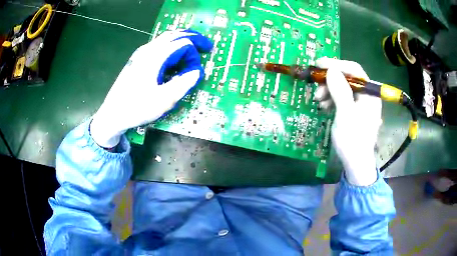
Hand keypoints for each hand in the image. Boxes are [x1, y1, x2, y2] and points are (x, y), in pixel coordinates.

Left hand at [90, 30, 212, 147]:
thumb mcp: (164, 100)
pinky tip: (174, 60)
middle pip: (175, 35)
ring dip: (182, 42)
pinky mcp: (138, 60)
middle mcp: (148, 50)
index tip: (197, 71)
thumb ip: (184, 83)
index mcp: (155, 57)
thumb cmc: (136, 108)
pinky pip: (159, 46)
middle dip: (193, 39)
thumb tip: (198, 71)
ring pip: (167, 39)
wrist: (112, 114)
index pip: (183, 44)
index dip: (194, 56)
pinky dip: (173, 48)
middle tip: (206, 47)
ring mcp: (141, 53)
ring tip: (193, 51)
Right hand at [314, 57, 381, 185]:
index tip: (318, 64)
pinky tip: (324, 106)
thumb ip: (340, 91)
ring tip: (318, 100)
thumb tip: (331, 69)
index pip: (354, 70)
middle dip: (330, 81)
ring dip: (328, 91)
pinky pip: (342, 97)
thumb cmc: (353, 140)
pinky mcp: (354, 110)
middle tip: (316, 88)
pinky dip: (331, 99)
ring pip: (343, 87)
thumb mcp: (345, 114)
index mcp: (370, 93)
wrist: (355, 163)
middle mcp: (367, 95)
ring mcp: (361, 103)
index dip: (336, 64)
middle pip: (347, 78)